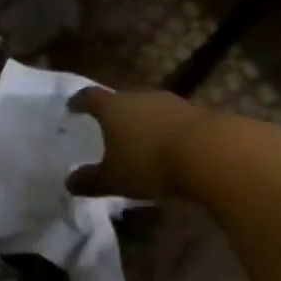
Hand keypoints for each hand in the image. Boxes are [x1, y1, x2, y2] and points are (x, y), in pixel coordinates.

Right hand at [67, 87, 217, 199]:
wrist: (212, 153)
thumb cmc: (150, 163)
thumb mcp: (115, 179)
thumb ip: (90, 181)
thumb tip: (68, 183)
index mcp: (112, 107)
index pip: (89, 97)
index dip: (79, 102)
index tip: (72, 107)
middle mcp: (139, 97)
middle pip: (121, 100)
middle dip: (114, 113)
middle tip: (108, 128)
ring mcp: (171, 103)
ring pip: (149, 109)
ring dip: (143, 122)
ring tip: (140, 140)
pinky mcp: (198, 114)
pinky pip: (173, 121)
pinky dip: (167, 132)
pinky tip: (170, 149)